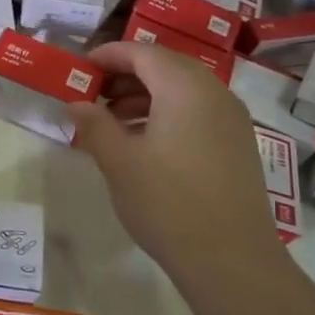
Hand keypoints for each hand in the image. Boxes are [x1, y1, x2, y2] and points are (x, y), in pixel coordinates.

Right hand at [66, 42, 278, 278]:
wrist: (232, 261)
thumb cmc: (168, 204)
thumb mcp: (120, 162)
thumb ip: (95, 125)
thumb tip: (76, 104)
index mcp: (184, 88)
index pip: (143, 53)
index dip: (110, 55)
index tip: (82, 68)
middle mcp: (214, 93)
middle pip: (166, 66)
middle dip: (128, 74)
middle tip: (95, 92)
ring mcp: (232, 119)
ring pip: (183, 89)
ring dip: (146, 95)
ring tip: (113, 119)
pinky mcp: (239, 144)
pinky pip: (198, 111)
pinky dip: (168, 112)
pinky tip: (145, 142)